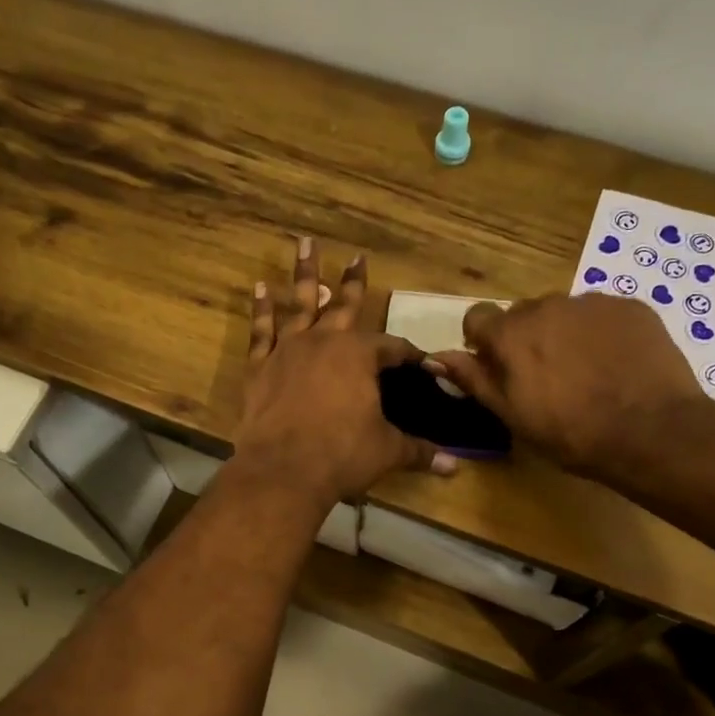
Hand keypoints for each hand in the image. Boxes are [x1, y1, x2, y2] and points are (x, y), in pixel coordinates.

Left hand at [235, 238, 456, 506]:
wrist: (282, 470)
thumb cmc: (341, 455)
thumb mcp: (387, 452)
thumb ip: (419, 451)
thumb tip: (455, 467)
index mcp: (360, 356)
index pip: (392, 347)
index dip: (410, 355)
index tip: (423, 363)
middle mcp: (325, 342)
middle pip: (344, 306)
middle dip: (354, 281)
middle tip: (357, 256)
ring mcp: (288, 350)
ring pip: (299, 304)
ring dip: (305, 275)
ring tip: (305, 244)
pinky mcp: (260, 367)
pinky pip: (262, 330)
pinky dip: (262, 310)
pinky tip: (261, 289)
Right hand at [426, 294, 703, 480]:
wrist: (650, 430)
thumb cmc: (570, 432)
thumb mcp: (512, 414)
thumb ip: (473, 379)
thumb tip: (434, 357)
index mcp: (511, 333)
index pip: (477, 316)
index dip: (482, 341)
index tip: (495, 366)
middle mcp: (547, 305)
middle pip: (523, 314)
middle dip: (526, 338)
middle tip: (545, 377)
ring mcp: (592, 302)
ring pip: (564, 313)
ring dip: (564, 334)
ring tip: (585, 372)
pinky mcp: (630, 306)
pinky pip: (602, 314)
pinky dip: (600, 333)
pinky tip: (614, 365)